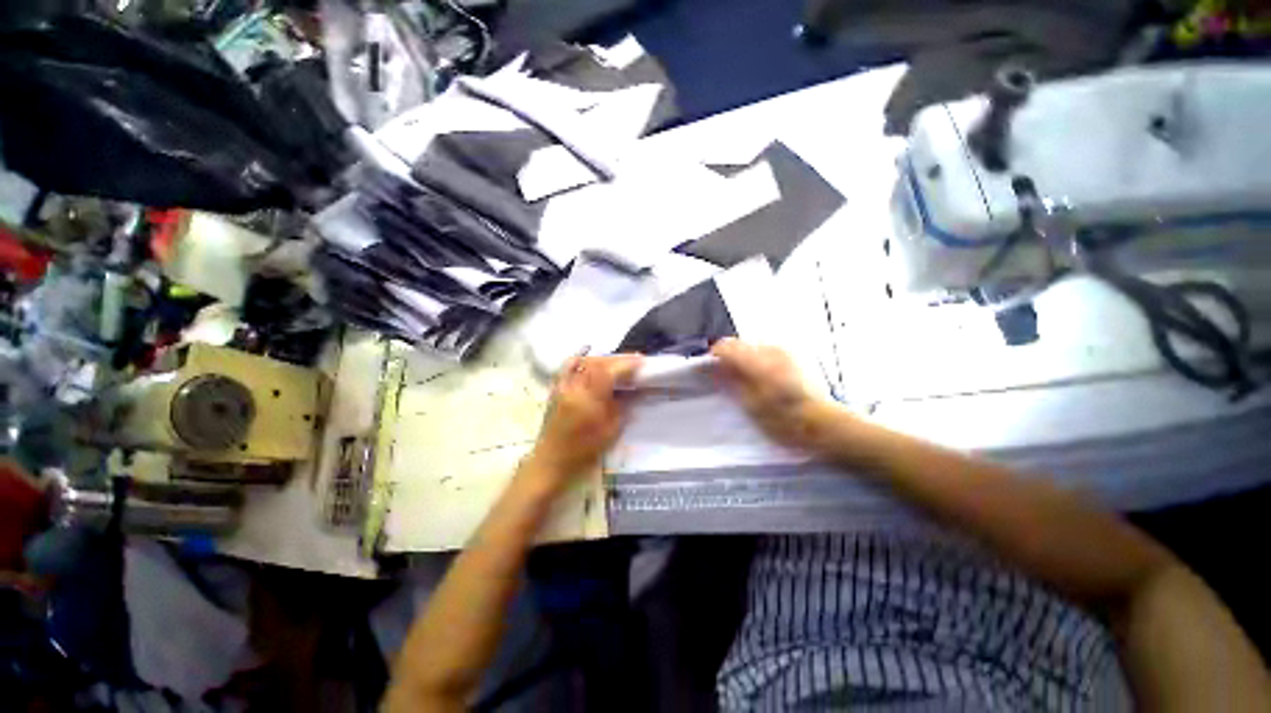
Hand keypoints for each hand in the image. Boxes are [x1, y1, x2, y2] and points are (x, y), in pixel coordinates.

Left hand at [524, 354, 642, 490]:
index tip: (641, 361)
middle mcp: (573, 388)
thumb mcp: (610, 432)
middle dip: (617, 359)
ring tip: (617, 363)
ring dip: (603, 359)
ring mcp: (562, 386)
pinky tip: (593, 364)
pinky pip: (569, 367)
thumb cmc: (583, 452)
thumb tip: (635, 391)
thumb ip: (622, 407)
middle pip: (596, 363)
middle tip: (634, 360)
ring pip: (583, 362)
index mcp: (587, 400)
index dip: (625, 364)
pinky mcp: (556, 388)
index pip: (608, 372)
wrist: (551, 461)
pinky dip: (583, 361)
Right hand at [710, 338, 833, 452]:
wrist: (820, 424)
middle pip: (739, 344)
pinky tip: (765, 378)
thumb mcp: (749, 405)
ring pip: (753, 347)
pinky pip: (767, 351)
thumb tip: (716, 367)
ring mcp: (784, 351)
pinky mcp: (793, 356)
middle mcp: (770, 350)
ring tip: (749, 381)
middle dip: (730, 358)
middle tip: (729, 379)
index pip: (725, 346)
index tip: (711, 370)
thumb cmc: (783, 420)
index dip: (714, 357)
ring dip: (745, 359)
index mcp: (756, 362)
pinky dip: (759, 360)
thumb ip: (731, 381)